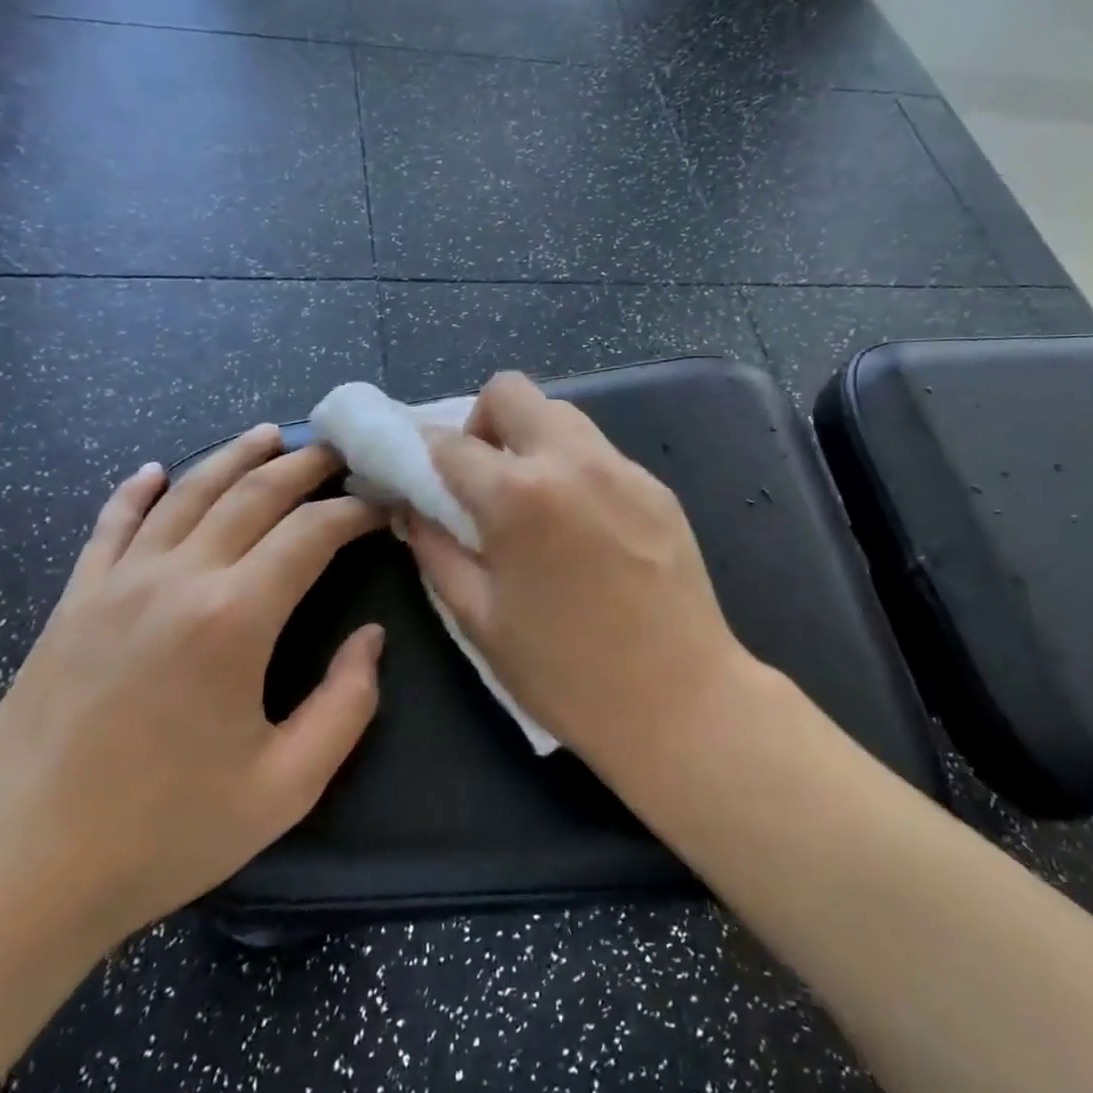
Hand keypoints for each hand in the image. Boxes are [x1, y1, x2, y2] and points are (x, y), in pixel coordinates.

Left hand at [0, 428, 383, 953]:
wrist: (16, 877)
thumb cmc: (165, 834)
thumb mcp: (287, 786)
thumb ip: (347, 704)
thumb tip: (370, 638)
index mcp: (234, 619)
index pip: (311, 533)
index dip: (356, 512)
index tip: (384, 508)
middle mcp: (177, 580)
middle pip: (252, 494)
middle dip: (305, 466)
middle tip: (341, 452)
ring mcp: (116, 585)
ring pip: (186, 493)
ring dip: (234, 457)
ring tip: (271, 434)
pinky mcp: (72, 603)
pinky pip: (110, 525)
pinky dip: (138, 490)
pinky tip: (157, 471)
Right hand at [404, 372, 748, 767]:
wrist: (680, 700)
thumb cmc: (566, 673)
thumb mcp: (480, 619)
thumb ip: (437, 552)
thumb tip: (412, 511)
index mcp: (518, 494)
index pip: (449, 443)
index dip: (420, 455)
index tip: (418, 477)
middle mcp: (572, 460)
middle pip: (511, 391)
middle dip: (481, 421)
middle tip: (481, 478)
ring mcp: (623, 468)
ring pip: (562, 415)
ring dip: (531, 440)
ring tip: (531, 501)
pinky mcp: (657, 486)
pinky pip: (600, 452)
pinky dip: (574, 467)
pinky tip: (580, 525)